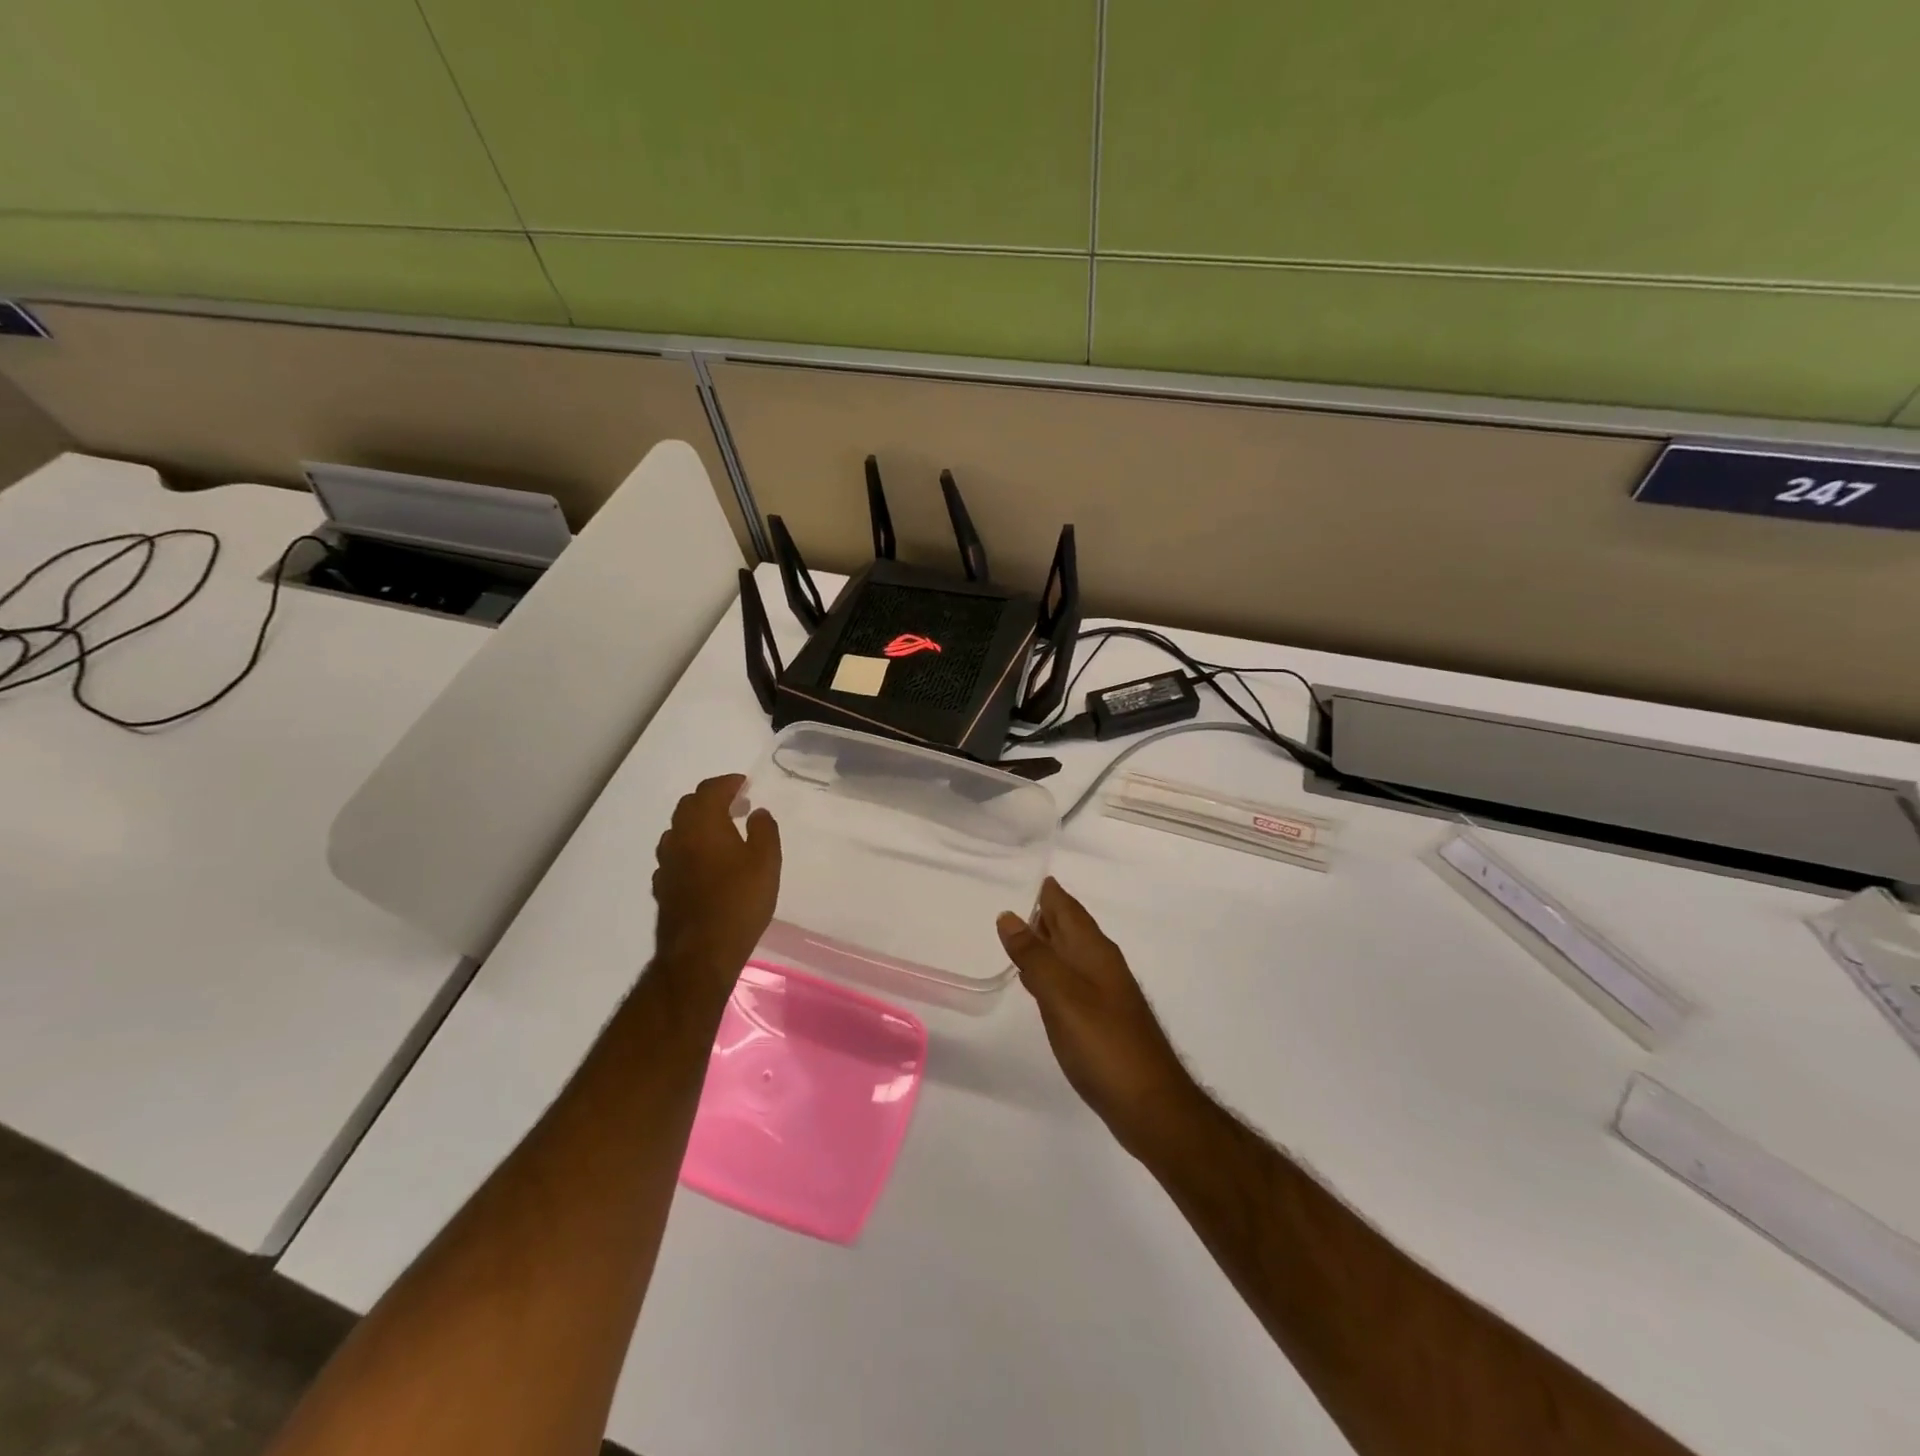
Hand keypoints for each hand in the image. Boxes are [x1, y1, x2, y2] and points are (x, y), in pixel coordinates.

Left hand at [652, 774, 780, 983]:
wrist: (701, 952)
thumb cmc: (739, 901)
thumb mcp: (766, 862)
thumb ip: (764, 831)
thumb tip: (757, 813)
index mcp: (703, 825)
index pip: (710, 790)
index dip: (728, 783)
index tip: (744, 784)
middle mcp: (678, 838)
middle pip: (688, 806)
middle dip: (711, 799)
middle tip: (735, 804)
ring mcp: (666, 864)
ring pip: (678, 831)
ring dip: (698, 824)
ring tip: (721, 833)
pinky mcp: (663, 888)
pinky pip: (674, 857)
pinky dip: (689, 850)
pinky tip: (703, 864)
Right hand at [998, 878, 1197, 1152]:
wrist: (1150, 1104)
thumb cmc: (1104, 1045)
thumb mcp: (1062, 996)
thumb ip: (1035, 957)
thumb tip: (1010, 916)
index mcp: (1095, 953)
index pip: (1068, 909)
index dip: (1048, 893)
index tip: (1023, 873)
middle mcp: (1102, 966)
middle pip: (1071, 929)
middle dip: (1045, 914)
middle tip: (1012, 900)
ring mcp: (1105, 994)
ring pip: (1071, 954)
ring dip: (1047, 942)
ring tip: (1017, 935)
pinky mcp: (1101, 1021)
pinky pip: (1071, 981)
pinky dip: (1052, 972)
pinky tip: (1038, 982)